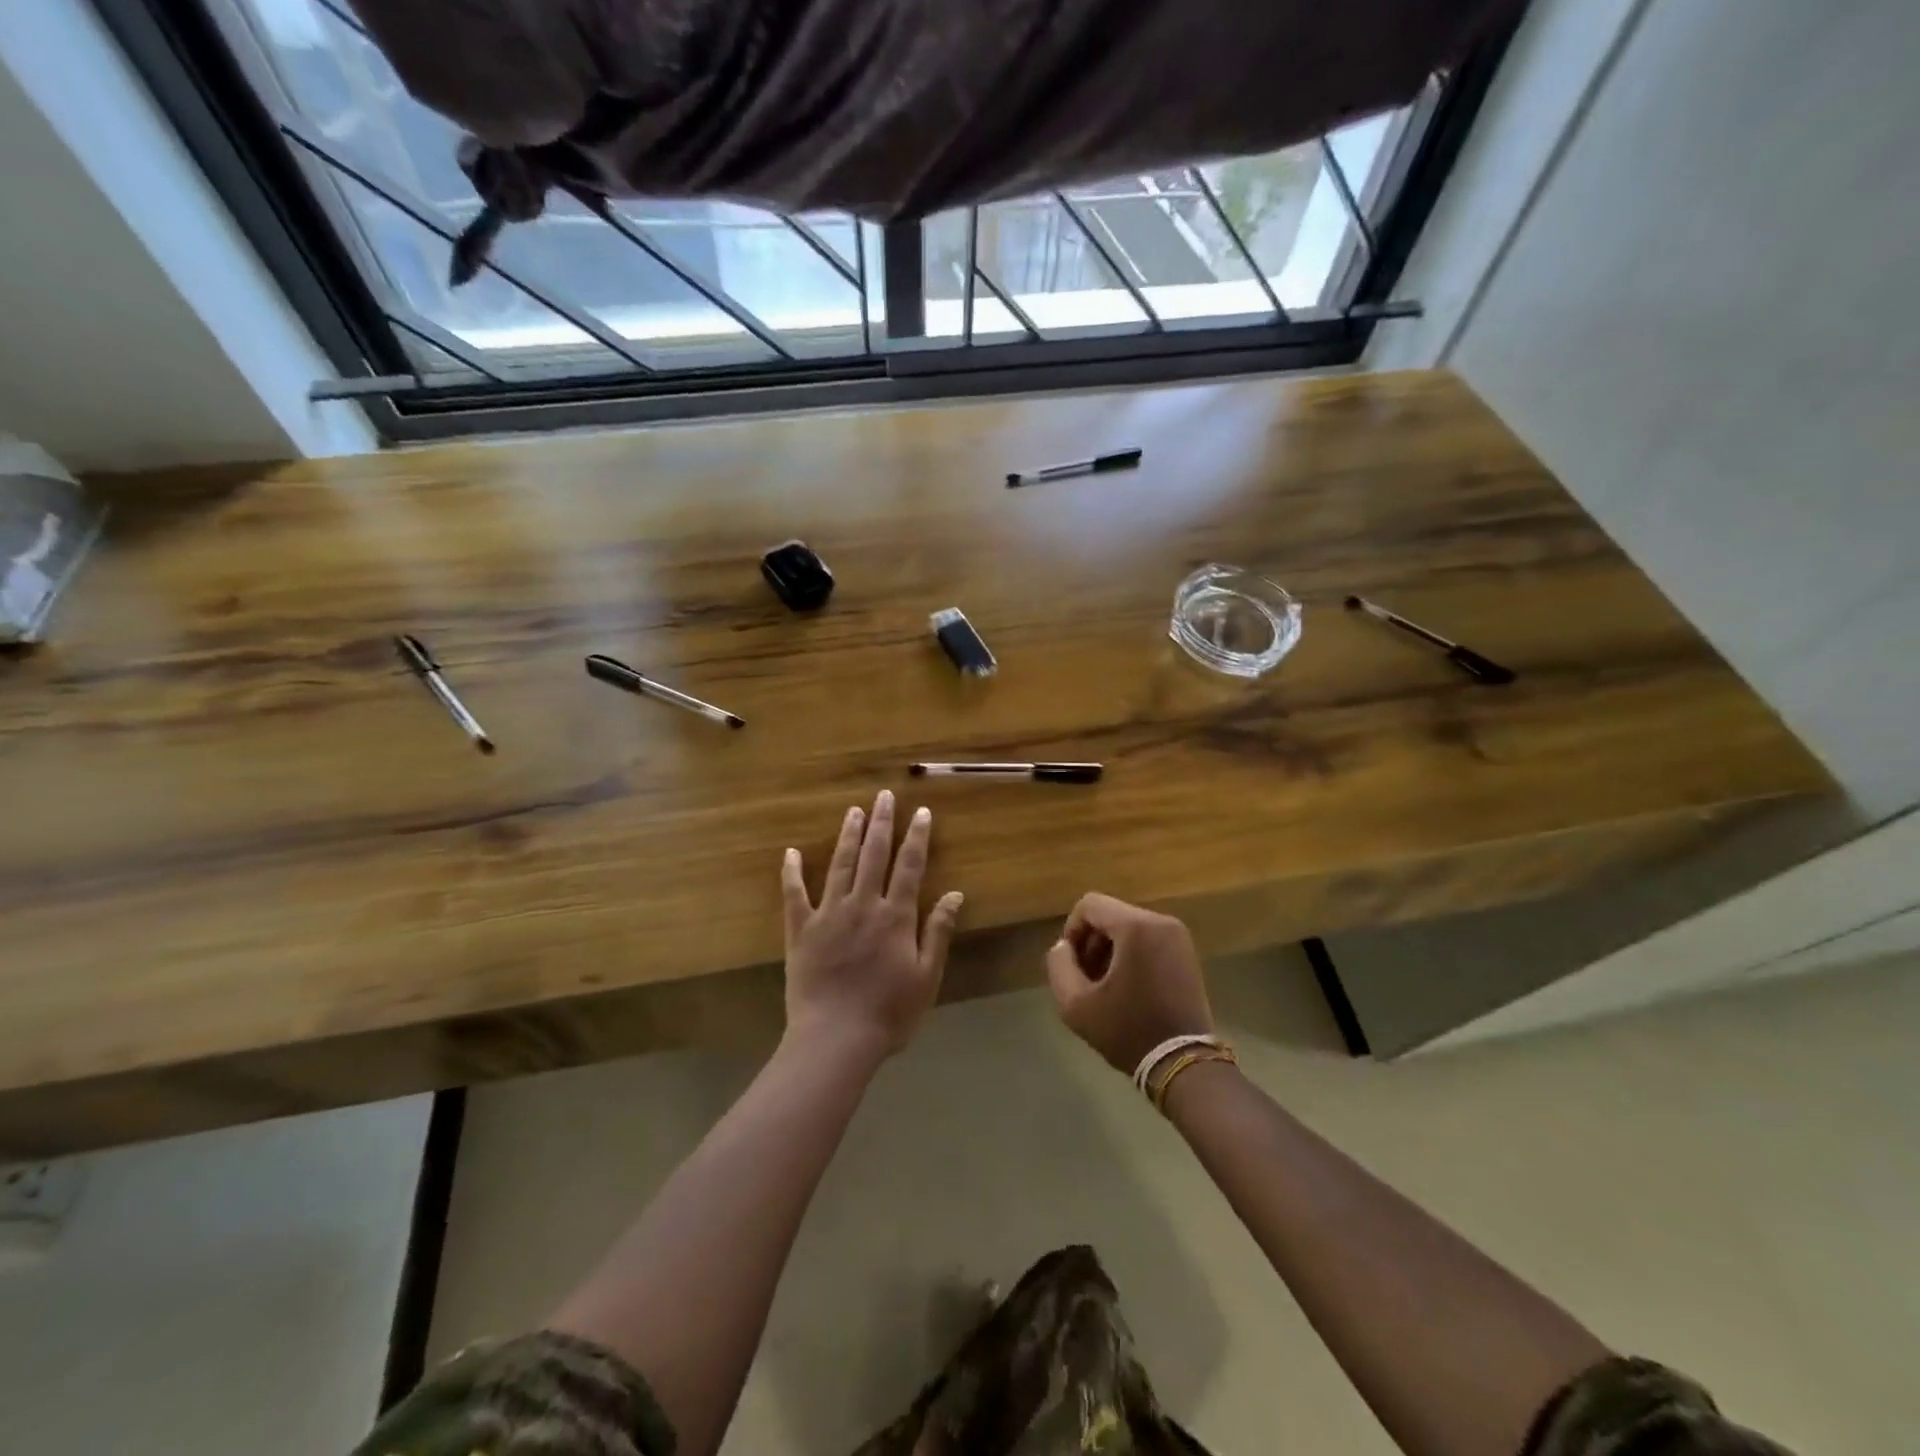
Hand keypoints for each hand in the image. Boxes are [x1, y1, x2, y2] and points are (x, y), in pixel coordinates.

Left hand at [781, 790, 963, 1059]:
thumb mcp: (926, 976)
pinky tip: (791, 853)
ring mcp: (829, 914)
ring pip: (839, 865)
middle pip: (874, 855)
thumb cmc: (889, 1012)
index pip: (909, 866)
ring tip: (853, 811)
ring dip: (847, 836)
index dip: (916, 837)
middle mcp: (862, 905)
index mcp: (895, 916)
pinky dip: (792, 873)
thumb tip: (954, 893)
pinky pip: (795, 895)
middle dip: (881, 823)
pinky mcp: (801, 930)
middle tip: (883, 796)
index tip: (920, 812)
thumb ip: (938, 931)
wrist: (835, 1039)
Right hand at [1045, 894, 1213, 1074]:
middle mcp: (1161, 922)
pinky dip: (1131, 956)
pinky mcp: (1186, 954)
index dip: (1071, 930)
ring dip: (1110, 951)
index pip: (1089, 905)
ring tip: (1105, 987)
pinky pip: (1148, 940)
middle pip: (1110, 915)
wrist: (1184, 1064)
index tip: (1070, 964)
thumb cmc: (1128, 1030)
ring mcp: (1178, 937)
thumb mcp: (1076, 1004)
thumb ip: (1059, 965)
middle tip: (1086, 979)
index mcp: (1136, 926)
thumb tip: (1064, 946)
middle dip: (1091, 943)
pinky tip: (1127, 989)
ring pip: (1129, 928)